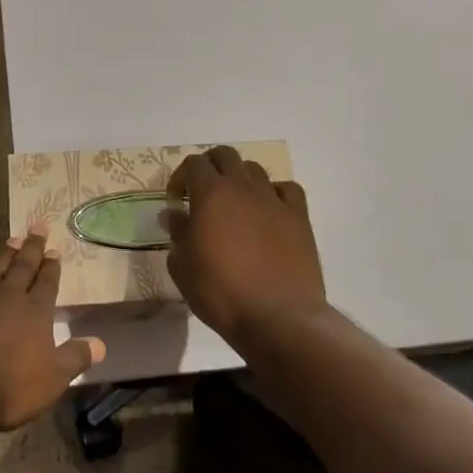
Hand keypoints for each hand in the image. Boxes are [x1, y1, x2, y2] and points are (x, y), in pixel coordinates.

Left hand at [0, 229, 106, 431]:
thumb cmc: (6, 386)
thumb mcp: (51, 380)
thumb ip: (75, 358)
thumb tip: (101, 344)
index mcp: (35, 313)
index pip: (47, 284)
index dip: (52, 268)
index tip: (55, 251)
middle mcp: (9, 296)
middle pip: (24, 267)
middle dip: (33, 248)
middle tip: (38, 226)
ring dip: (6, 253)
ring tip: (14, 237)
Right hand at [165, 146, 326, 345]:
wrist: (278, 318)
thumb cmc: (221, 292)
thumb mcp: (183, 267)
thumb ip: (177, 233)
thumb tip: (173, 214)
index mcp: (210, 194)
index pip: (193, 163)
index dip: (181, 176)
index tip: (176, 200)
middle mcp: (242, 187)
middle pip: (225, 155)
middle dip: (210, 167)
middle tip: (203, 193)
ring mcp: (274, 200)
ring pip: (255, 169)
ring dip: (240, 179)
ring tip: (236, 204)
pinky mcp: (299, 217)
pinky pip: (287, 189)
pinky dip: (275, 193)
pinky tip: (269, 212)